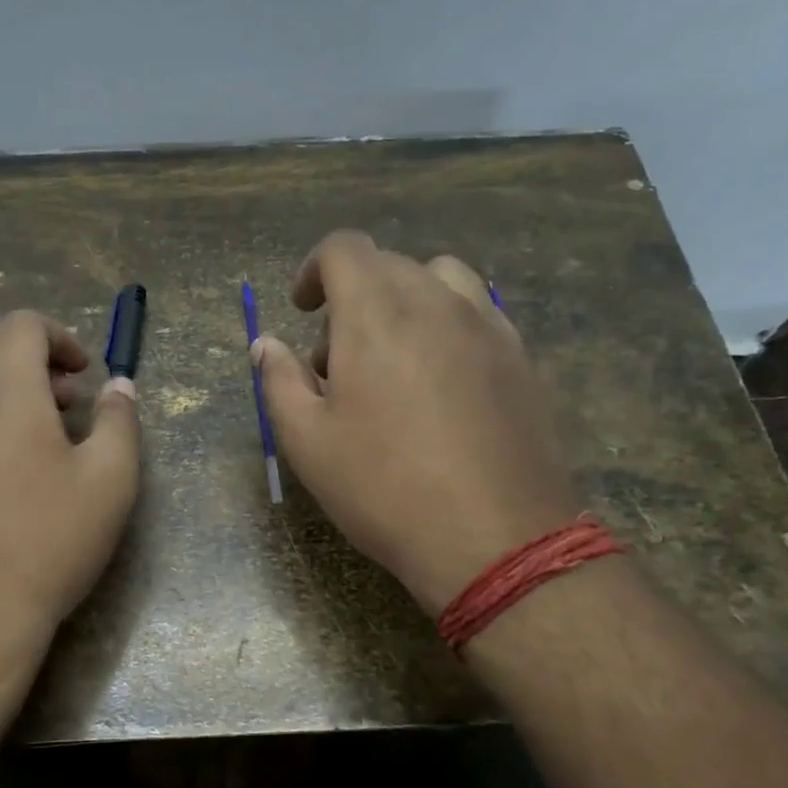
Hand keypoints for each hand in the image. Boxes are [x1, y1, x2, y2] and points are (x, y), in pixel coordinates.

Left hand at [0, 311, 139, 643]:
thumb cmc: (50, 541)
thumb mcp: (111, 480)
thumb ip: (119, 421)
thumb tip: (119, 386)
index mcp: (6, 389)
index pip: (22, 324)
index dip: (59, 337)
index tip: (84, 375)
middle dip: (21, 350)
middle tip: (57, 397)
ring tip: (12, 419)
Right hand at [252, 231, 579, 613]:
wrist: (493, 538)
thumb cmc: (384, 489)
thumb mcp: (307, 442)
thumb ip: (279, 381)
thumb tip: (265, 344)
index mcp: (376, 313)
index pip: (344, 249)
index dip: (314, 268)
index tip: (302, 307)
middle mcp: (437, 302)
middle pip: (390, 265)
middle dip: (354, 297)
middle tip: (337, 360)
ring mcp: (489, 327)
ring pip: (442, 281)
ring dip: (406, 302)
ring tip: (394, 360)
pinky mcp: (522, 359)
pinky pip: (479, 315)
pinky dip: (448, 326)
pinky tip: (442, 384)